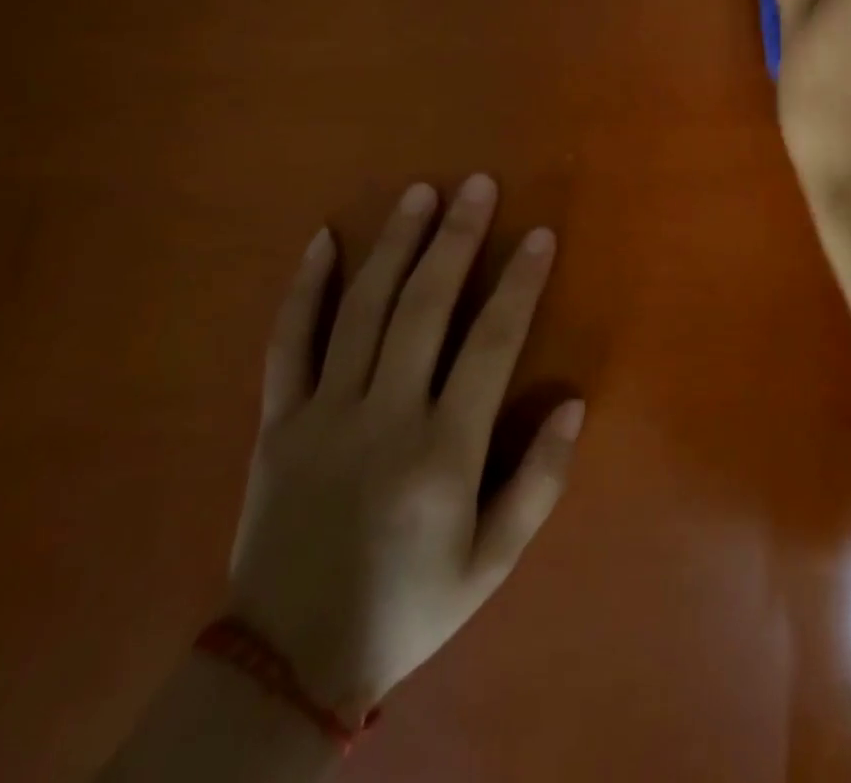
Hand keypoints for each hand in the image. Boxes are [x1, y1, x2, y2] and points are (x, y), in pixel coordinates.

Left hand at [227, 176, 583, 718]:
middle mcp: (383, 417)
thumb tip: (573, 402)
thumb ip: (539, 481)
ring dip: (394, 244)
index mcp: (442, 451)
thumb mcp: (492, 563)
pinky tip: (323, 240)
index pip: (491, 344)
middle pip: (423, 307)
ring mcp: (323, 415)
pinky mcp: (277, 423)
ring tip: (420, 193)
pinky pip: (287, 343)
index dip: (519, 283)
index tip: (539, 235)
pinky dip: (304, 288)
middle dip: (456, 239)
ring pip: (360, 310)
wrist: (286, 666)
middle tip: (478, 184)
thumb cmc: (409, 605)